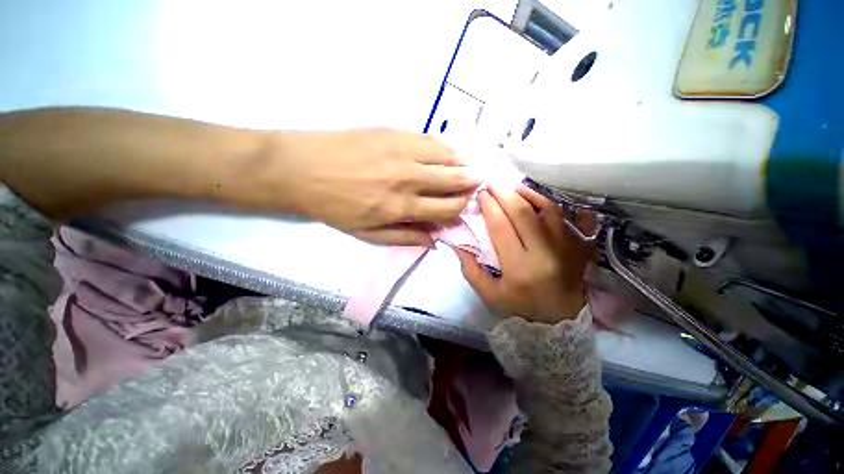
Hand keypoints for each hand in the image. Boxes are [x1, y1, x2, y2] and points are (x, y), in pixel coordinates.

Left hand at [261, 129, 479, 245]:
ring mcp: (402, 151)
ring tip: (464, 167)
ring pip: (447, 155)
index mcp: (400, 207)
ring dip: (461, 163)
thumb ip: (404, 237)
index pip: (447, 208)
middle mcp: (408, 179)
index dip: (461, 208)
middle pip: (453, 180)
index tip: (466, 206)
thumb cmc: (333, 206)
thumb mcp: (366, 234)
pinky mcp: (393, 132)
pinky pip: (430, 138)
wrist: (300, 169)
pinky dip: (444, 147)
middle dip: (470, 184)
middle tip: (476, 184)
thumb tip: (434, 240)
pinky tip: (445, 152)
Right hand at [455, 186, 593, 323]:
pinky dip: (554, 203)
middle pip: (523, 213)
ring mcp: (568, 247)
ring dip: (528, 193)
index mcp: (520, 268)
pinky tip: (539, 198)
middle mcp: (545, 254)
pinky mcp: (581, 246)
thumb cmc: (520, 307)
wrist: (560, 319)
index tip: (480, 195)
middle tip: (492, 184)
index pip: (501, 227)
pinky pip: (571, 216)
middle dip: (504, 193)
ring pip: (548, 209)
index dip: (489, 207)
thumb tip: (457, 242)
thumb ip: (470, 269)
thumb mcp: (489, 294)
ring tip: (512, 187)